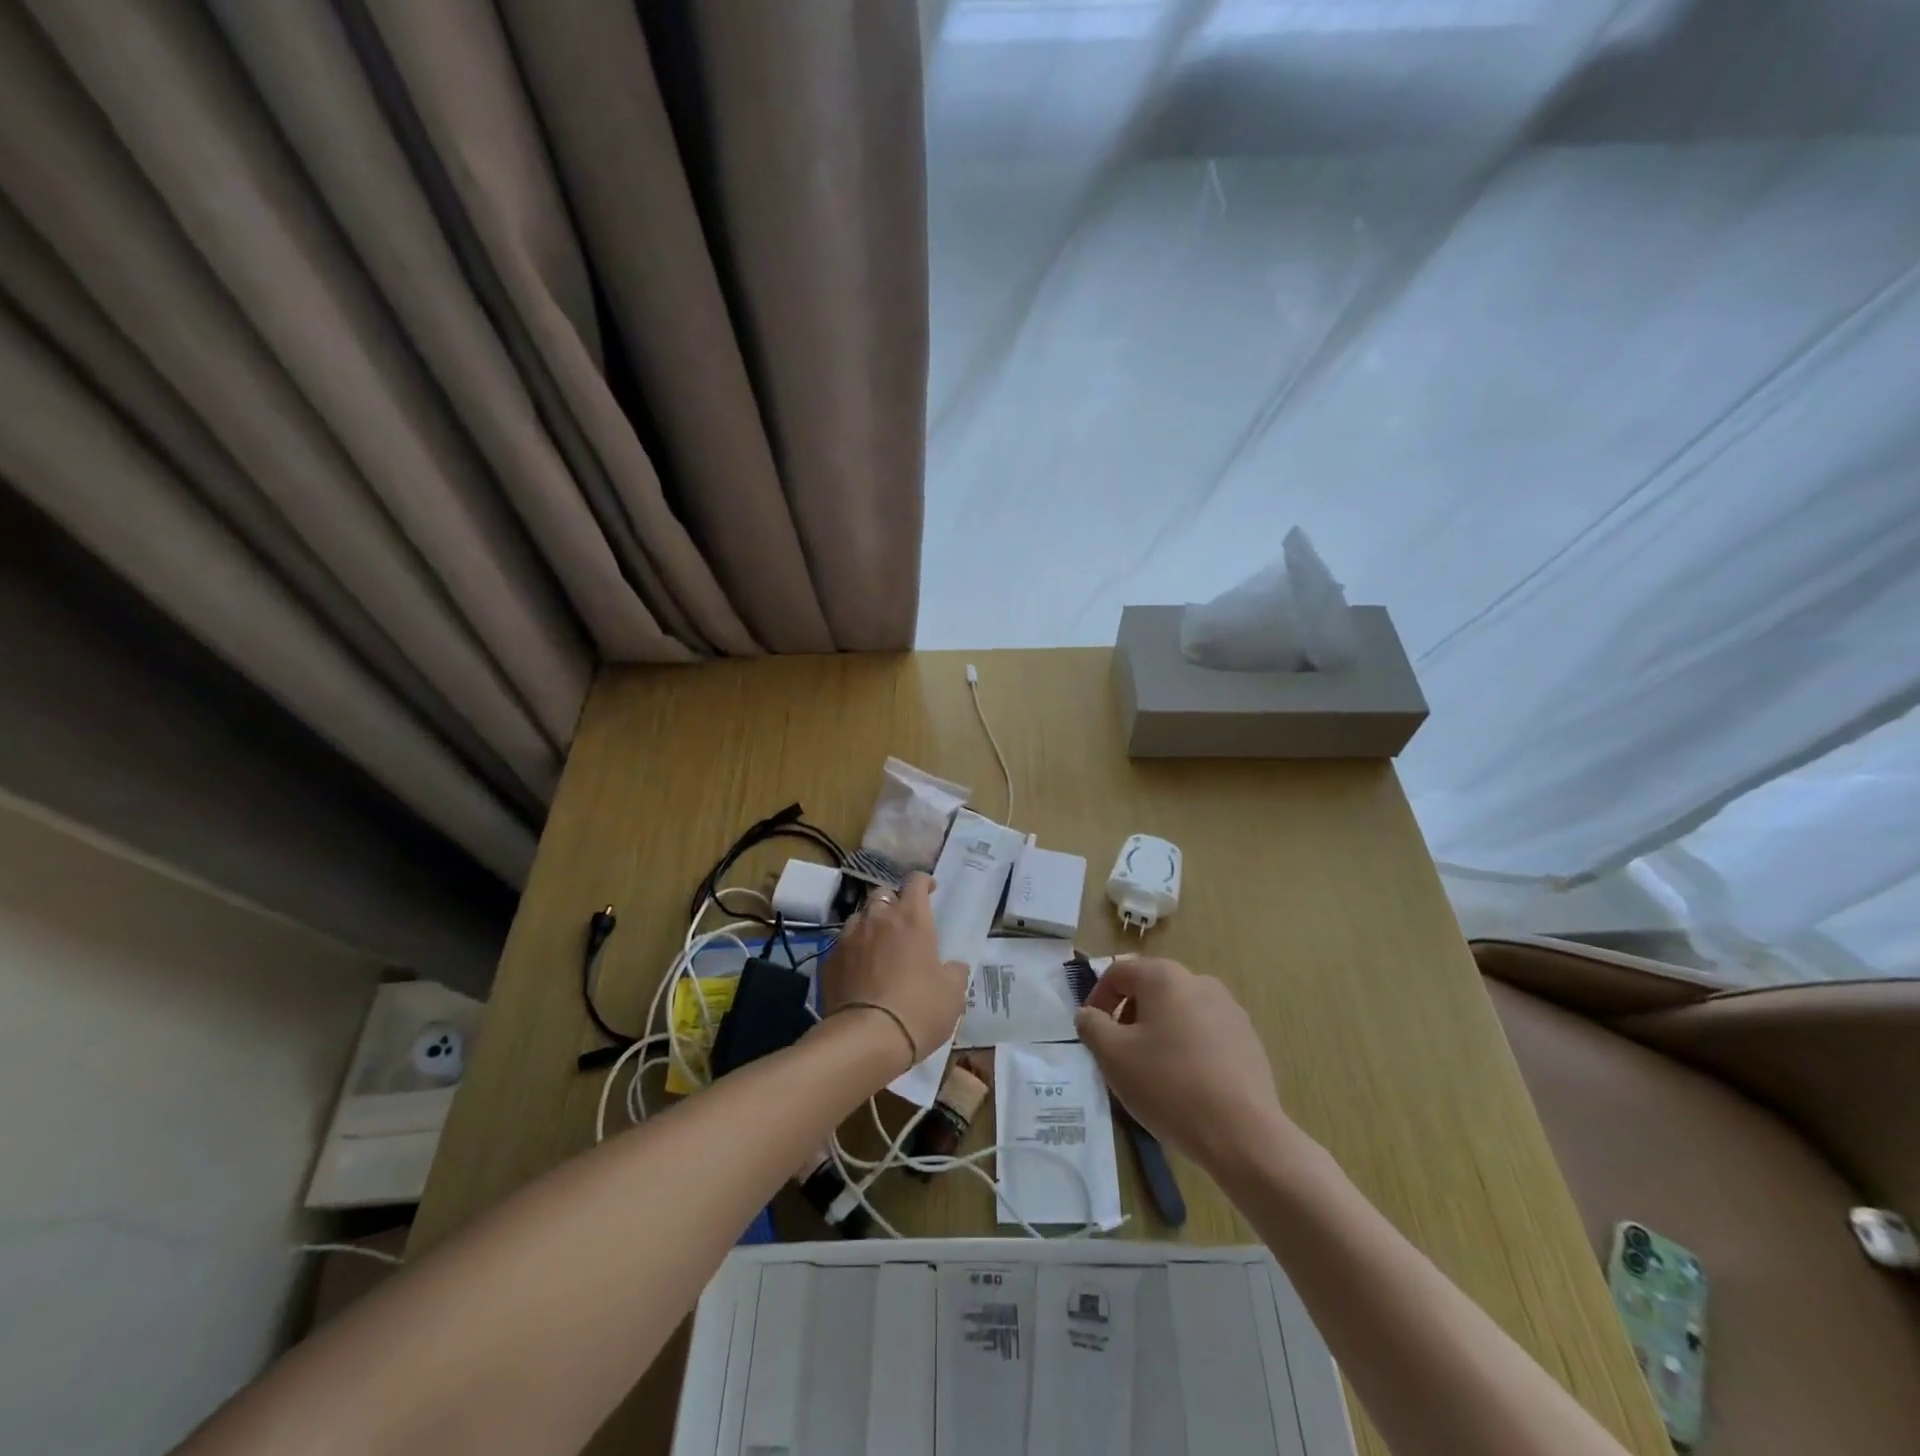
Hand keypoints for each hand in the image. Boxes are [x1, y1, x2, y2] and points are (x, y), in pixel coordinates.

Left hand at [819, 874, 967, 1079]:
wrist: (865, 1039)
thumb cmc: (918, 1010)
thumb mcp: (953, 994)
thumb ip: (955, 972)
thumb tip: (953, 966)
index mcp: (912, 918)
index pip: (915, 881)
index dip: (923, 882)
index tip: (930, 890)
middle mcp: (878, 919)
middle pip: (882, 893)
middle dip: (893, 901)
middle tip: (902, 921)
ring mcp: (849, 938)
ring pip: (859, 917)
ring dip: (870, 925)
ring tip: (877, 945)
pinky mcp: (828, 961)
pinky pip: (842, 945)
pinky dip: (852, 950)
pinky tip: (858, 970)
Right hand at [1075, 956, 1290, 1175]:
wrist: (1243, 1133)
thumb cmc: (1169, 1085)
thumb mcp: (1113, 1056)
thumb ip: (1091, 1026)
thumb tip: (1089, 1015)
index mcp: (1164, 977)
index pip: (1119, 972)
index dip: (1097, 998)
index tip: (1091, 1032)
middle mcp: (1199, 982)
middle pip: (1151, 989)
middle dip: (1129, 1017)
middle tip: (1119, 1053)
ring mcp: (1229, 1009)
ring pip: (1179, 1012)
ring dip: (1158, 1032)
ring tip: (1152, 1072)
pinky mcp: (1248, 1039)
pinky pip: (1205, 1033)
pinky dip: (1187, 1048)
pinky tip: (1186, 1084)